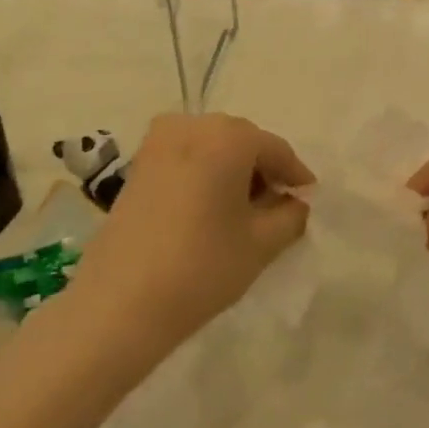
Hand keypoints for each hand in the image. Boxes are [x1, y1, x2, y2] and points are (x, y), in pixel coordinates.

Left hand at [68, 113, 312, 357]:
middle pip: (242, 142)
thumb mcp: (262, 244)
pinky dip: (204, 175)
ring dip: (232, 172)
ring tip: (243, 212)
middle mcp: (191, 126)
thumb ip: (291, 215)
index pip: (276, 149)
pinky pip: (185, 158)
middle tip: (277, 208)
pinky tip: (210, 210)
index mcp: (228, 136)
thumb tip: (294, 203)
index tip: (308, 201)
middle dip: (262, 170)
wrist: (120, 301)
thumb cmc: (202, 266)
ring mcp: (157, 142)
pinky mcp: (137, 164)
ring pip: (211, 148)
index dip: (296, 176)